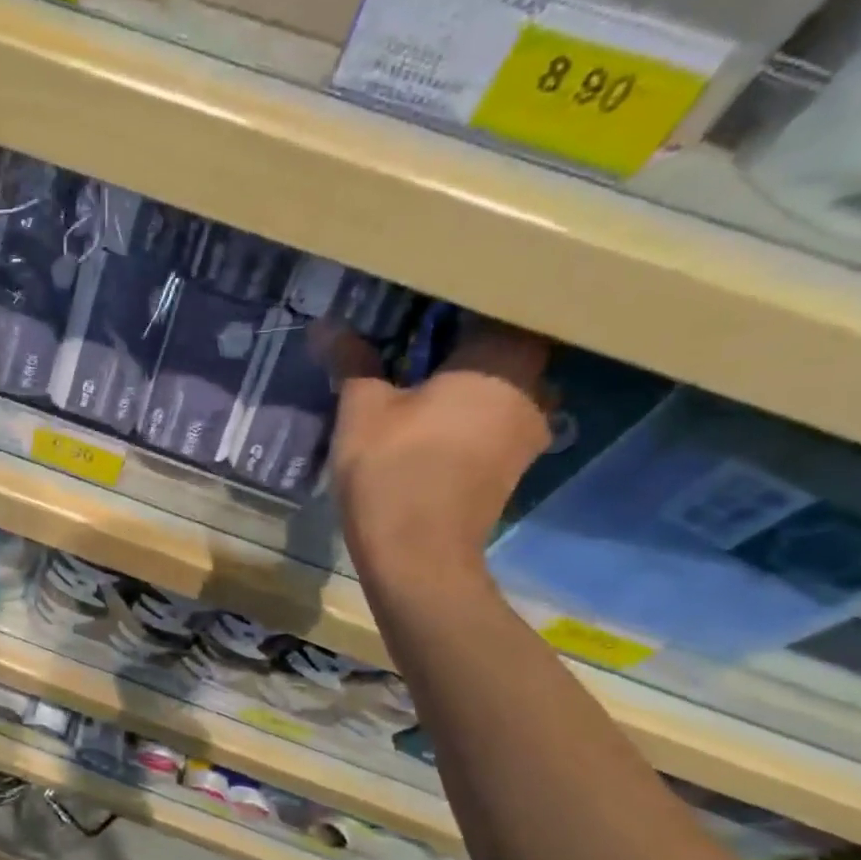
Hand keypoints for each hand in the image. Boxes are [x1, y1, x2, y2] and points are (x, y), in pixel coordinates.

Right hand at [328, 317, 551, 590]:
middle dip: (465, 342)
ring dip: (471, 383)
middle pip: (506, 347)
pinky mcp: (512, 467)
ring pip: (504, 388)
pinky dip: (472, 415)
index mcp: (502, 362)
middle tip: (416, 342)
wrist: (418, 558)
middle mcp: (532, 390)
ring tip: (423, 383)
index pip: (497, 305)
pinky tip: (435, 424)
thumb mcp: (362, 411)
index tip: (421, 304)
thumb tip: (328, 326)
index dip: (459, 302)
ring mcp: (528, 432)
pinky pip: (497, 421)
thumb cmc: (393, 472)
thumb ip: (353, 363)